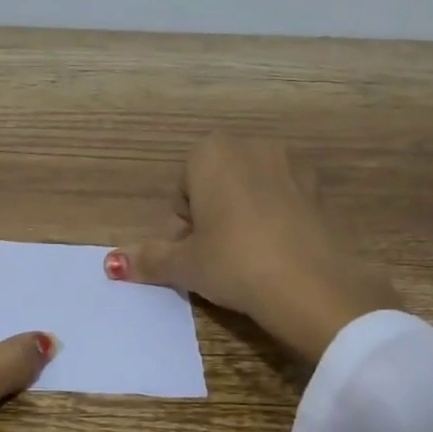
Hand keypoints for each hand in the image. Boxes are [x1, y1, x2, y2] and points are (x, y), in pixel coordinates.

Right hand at [105, 135, 399, 363]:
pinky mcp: (319, 189)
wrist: (311, 284)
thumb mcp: (185, 265)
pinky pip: (282, 202)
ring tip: (245, 260)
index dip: (180, 228)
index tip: (190, 256)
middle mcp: (252, 146)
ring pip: (249, 193)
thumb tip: (112, 264)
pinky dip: (273, 222)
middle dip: (209, 219)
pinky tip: (275, 256)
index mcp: (211, 153)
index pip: (181, 191)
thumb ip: (149, 258)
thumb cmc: (233, 262)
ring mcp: (291, 164)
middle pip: (214, 186)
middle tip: (213, 260)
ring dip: (241, 219)